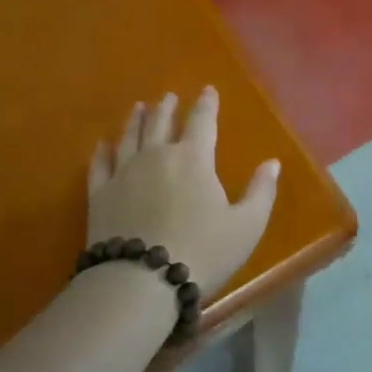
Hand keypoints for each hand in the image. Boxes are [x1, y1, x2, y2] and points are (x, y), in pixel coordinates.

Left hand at [87, 87, 279, 299]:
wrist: (141, 281)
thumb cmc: (202, 252)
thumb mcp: (246, 226)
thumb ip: (261, 192)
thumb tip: (272, 163)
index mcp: (194, 159)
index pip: (202, 121)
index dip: (206, 104)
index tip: (208, 90)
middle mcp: (157, 155)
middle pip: (161, 122)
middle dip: (168, 107)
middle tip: (169, 97)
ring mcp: (124, 172)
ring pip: (130, 136)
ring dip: (136, 119)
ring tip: (140, 107)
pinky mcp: (100, 194)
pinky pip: (100, 164)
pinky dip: (102, 151)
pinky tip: (103, 144)